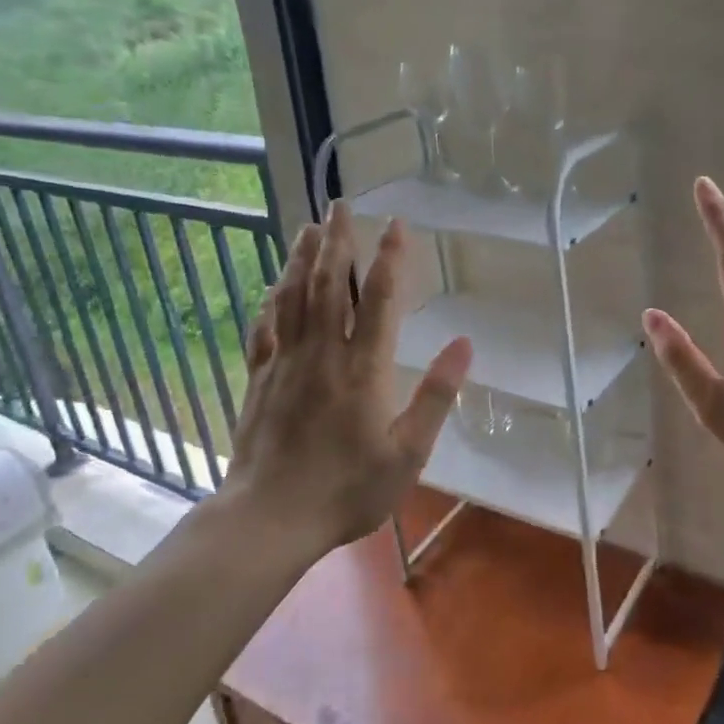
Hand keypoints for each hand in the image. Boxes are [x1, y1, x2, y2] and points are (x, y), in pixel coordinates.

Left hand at [222, 203, 471, 557]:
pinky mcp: (259, 379)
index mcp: (363, 369)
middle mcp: (322, 354)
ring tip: (308, 227)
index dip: (390, 258)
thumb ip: (436, 396)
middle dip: (337, 241)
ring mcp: (285, 363)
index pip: (379, 299)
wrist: (270, 518)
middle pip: (329, 284)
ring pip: (293, 297)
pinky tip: (273, 287)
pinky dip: (271, 301)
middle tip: (340, 204)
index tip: (396, 225)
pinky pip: (264, 328)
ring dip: (301, 258)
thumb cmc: (347, 490)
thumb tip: (464, 344)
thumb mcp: (408, 453)